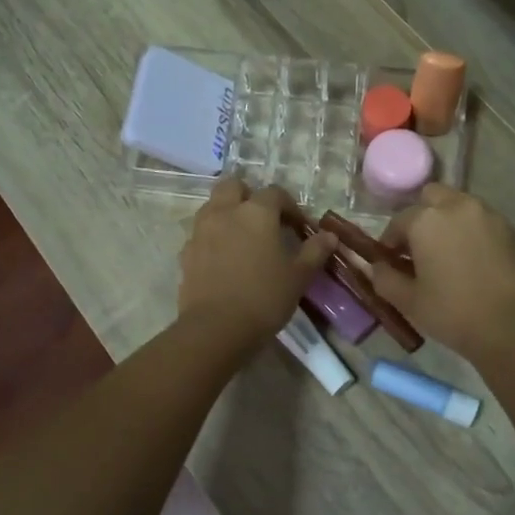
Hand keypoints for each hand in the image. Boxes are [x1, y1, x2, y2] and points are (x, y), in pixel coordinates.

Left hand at [178, 180, 335, 345]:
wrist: (215, 328)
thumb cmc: (264, 297)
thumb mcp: (299, 276)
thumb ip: (314, 251)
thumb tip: (329, 236)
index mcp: (256, 212)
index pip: (275, 193)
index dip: (289, 206)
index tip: (298, 227)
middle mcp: (225, 212)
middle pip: (233, 186)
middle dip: (249, 196)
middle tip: (264, 220)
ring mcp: (201, 231)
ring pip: (213, 206)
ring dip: (228, 213)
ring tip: (243, 239)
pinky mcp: (185, 252)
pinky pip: (201, 233)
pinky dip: (213, 237)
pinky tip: (224, 259)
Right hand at [369, 185, 514, 363]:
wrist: (512, 326)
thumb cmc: (452, 312)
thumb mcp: (408, 301)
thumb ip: (385, 278)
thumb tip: (376, 267)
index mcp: (425, 220)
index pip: (398, 221)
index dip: (390, 241)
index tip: (390, 261)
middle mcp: (456, 206)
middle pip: (431, 197)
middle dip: (421, 217)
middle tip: (418, 247)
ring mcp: (487, 215)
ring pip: (458, 205)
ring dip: (447, 221)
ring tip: (445, 253)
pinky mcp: (509, 229)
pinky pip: (481, 220)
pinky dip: (470, 231)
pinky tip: (470, 259)